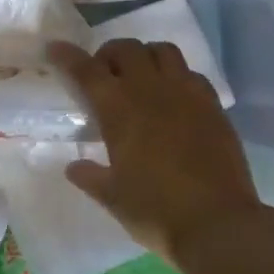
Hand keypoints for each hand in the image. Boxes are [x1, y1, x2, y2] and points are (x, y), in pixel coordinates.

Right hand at [49, 38, 273, 262]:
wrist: (219, 225)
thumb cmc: (155, 211)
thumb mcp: (112, 197)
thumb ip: (90, 177)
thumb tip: (74, 168)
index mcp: (118, 109)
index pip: (86, 70)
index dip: (66, 56)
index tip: (54, 48)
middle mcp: (150, 90)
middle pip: (126, 49)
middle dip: (109, 54)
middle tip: (104, 75)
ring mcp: (186, 94)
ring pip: (162, 50)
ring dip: (145, 56)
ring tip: (141, 78)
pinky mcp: (213, 106)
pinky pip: (192, 74)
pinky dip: (177, 76)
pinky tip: (174, 98)